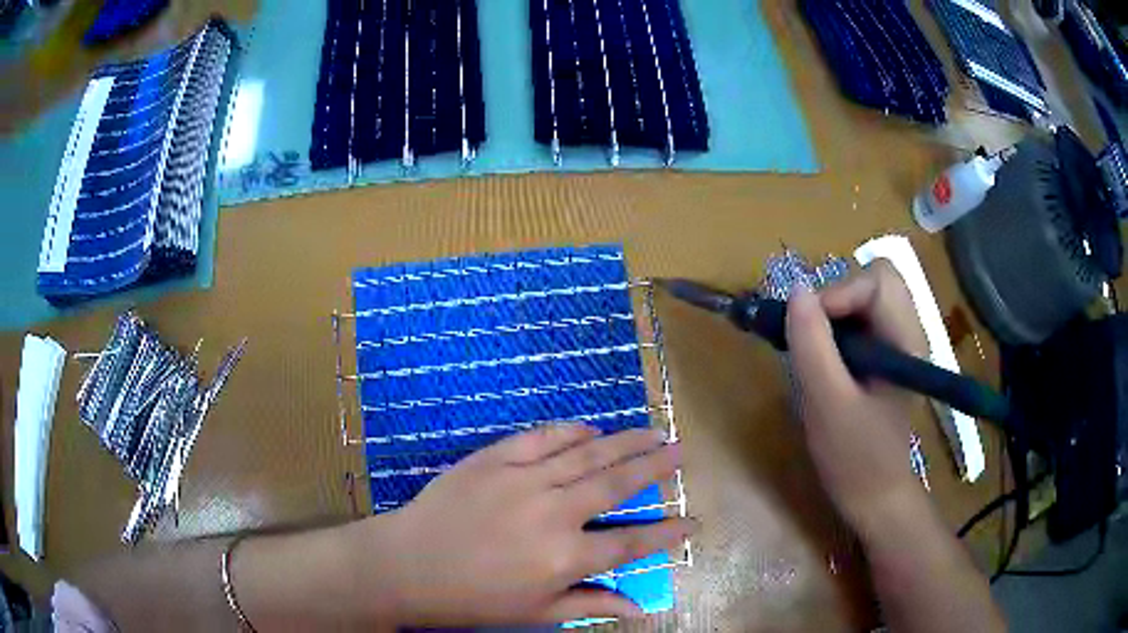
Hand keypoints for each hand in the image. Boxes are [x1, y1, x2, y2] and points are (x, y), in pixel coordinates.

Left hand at [352, 425, 692, 625]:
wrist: (408, 565)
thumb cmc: (474, 598)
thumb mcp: (536, 613)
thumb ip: (591, 604)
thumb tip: (641, 608)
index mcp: (565, 558)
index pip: (632, 542)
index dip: (667, 532)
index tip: (693, 522)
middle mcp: (554, 513)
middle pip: (617, 483)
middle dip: (656, 467)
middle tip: (680, 451)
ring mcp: (523, 480)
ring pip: (587, 454)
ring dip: (624, 442)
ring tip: (652, 432)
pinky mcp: (495, 458)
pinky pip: (542, 438)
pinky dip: (571, 431)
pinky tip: (591, 429)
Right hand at [785, 260, 929, 539]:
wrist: (875, 499)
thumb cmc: (856, 459)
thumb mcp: (828, 405)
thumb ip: (813, 346)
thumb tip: (796, 291)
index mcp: (906, 341)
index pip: (877, 280)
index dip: (839, 292)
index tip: (808, 328)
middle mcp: (907, 332)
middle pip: (873, 280)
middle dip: (836, 297)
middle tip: (811, 335)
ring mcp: (896, 344)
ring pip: (863, 298)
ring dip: (832, 313)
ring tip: (813, 349)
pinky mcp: (883, 358)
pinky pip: (859, 321)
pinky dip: (834, 329)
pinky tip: (822, 360)